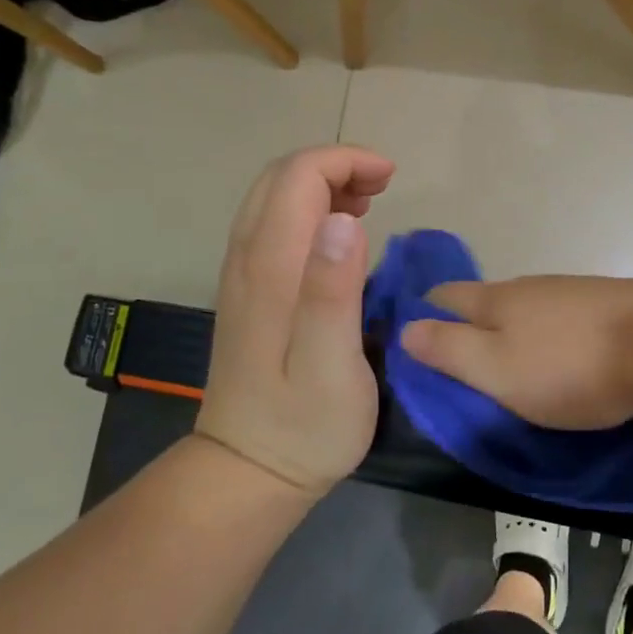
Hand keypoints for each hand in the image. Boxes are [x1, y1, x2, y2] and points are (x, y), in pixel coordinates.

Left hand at [197, 146, 394, 494]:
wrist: (249, 471)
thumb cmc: (304, 425)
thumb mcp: (331, 366)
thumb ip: (332, 291)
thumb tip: (342, 220)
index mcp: (271, 270)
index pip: (298, 178)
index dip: (344, 162)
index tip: (391, 179)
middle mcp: (247, 261)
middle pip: (280, 179)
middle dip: (334, 166)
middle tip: (383, 189)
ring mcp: (241, 277)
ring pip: (272, 199)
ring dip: (320, 185)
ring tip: (368, 204)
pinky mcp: (248, 294)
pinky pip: (272, 225)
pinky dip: (308, 210)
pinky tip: (339, 236)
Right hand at [398, 276, 632, 429]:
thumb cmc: (572, 366)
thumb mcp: (498, 370)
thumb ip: (451, 350)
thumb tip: (407, 329)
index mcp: (497, 300)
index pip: (444, 296)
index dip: (422, 313)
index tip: (410, 338)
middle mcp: (531, 287)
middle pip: (485, 299)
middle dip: (466, 322)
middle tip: (457, 360)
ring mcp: (572, 293)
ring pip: (526, 308)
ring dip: (510, 329)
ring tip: (507, 361)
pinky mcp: (608, 306)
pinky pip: (561, 318)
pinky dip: (547, 335)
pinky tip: (557, 353)